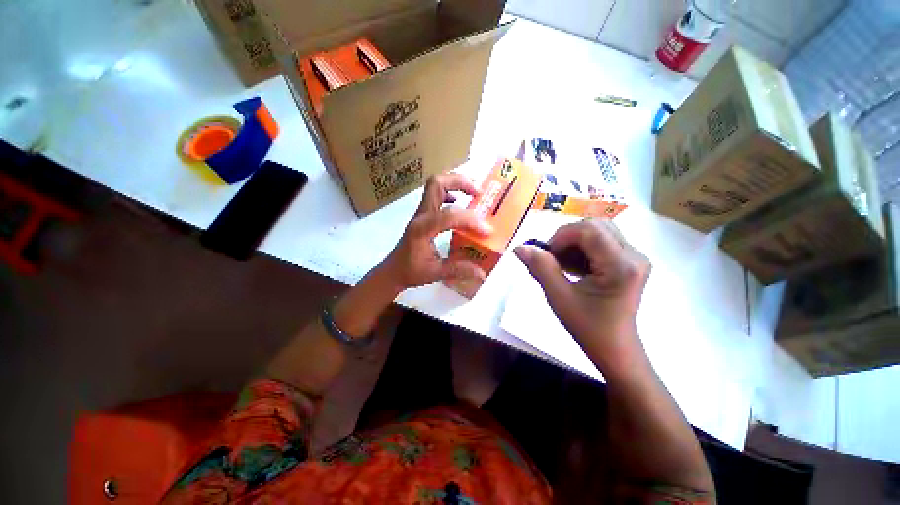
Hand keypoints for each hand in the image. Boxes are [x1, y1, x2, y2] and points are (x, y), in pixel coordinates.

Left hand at [379, 173, 491, 289]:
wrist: (393, 271)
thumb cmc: (410, 272)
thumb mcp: (435, 273)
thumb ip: (458, 270)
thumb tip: (482, 273)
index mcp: (422, 229)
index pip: (448, 216)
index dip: (470, 220)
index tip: (486, 230)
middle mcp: (421, 216)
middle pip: (437, 183)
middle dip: (461, 183)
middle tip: (479, 193)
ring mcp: (421, 213)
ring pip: (436, 185)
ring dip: (456, 183)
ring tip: (474, 194)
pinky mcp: (423, 215)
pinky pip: (436, 194)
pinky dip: (451, 192)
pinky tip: (460, 203)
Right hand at [513, 218, 650, 372]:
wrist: (615, 348)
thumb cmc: (588, 327)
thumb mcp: (559, 297)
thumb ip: (540, 268)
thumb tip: (519, 247)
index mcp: (621, 266)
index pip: (589, 230)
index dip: (562, 236)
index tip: (547, 255)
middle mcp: (634, 255)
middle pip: (595, 226)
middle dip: (567, 238)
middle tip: (553, 259)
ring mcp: (634, 257)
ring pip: (598, 231)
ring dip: (573, 243)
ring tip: (562, 265)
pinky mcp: (629, 261)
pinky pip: (602, 241)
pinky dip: (581, 249)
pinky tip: (573, 267)